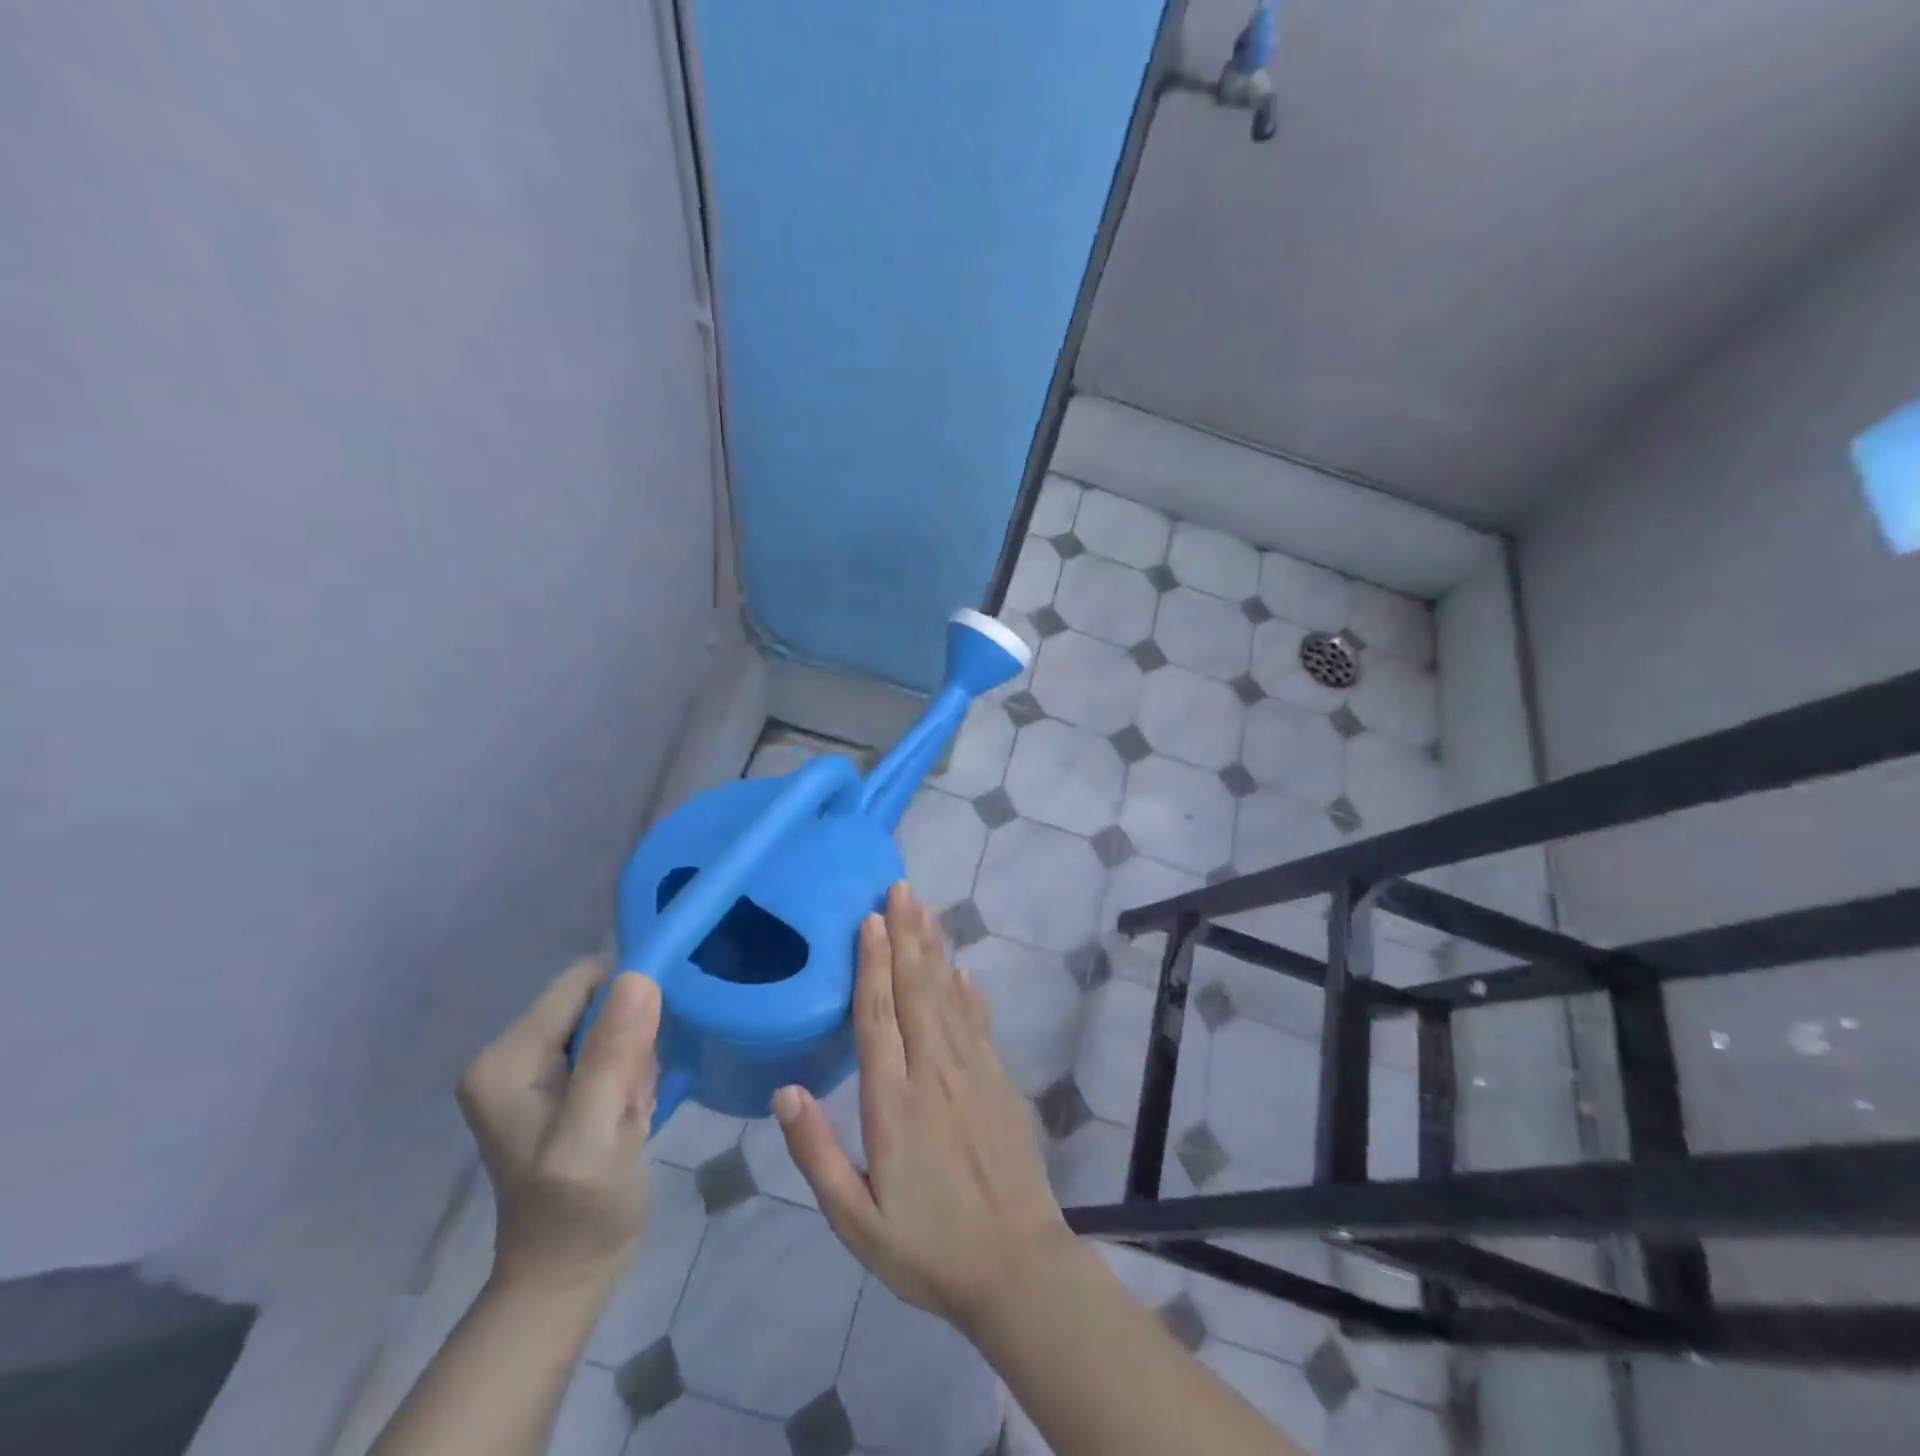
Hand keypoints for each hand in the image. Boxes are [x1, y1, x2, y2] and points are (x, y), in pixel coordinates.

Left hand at [456, 959, 660, 1296]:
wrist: (567, 1276)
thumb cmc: (578, 1213)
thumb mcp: (594, 1137)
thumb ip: (611, 1057)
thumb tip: (639, 976)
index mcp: (506, 1058)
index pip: (584, 983)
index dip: (626, 1008)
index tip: (637, 1063)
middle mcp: (510, 1053)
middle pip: (598, 1003)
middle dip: (630, 1043)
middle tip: (628, 1101)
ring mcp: (531, 1070)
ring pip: (612, 1025)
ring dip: (634, 1064)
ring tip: (626, 1115)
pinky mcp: (556, 1085)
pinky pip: (612, 1049)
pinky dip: (629, 1078)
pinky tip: (623, 1118)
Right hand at [773, 883, 1071, 1333]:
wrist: (1017, 1267)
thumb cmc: (927, 1248)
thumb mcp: (856, 1220)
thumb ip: (816, 1154)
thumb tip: (784, 1091)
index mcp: (893, 1102)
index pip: (878, 1016)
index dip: (871, 963)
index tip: (869, 919)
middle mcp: (934, 1072)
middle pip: (916, 990)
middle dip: (906, 935)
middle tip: (900, 888)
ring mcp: (972, 1072)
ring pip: (948, 996)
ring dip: (934, 950)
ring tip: (924, 910)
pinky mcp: (998, 1081)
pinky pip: (978, 1023)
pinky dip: (967, 991)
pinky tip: (961, 970)